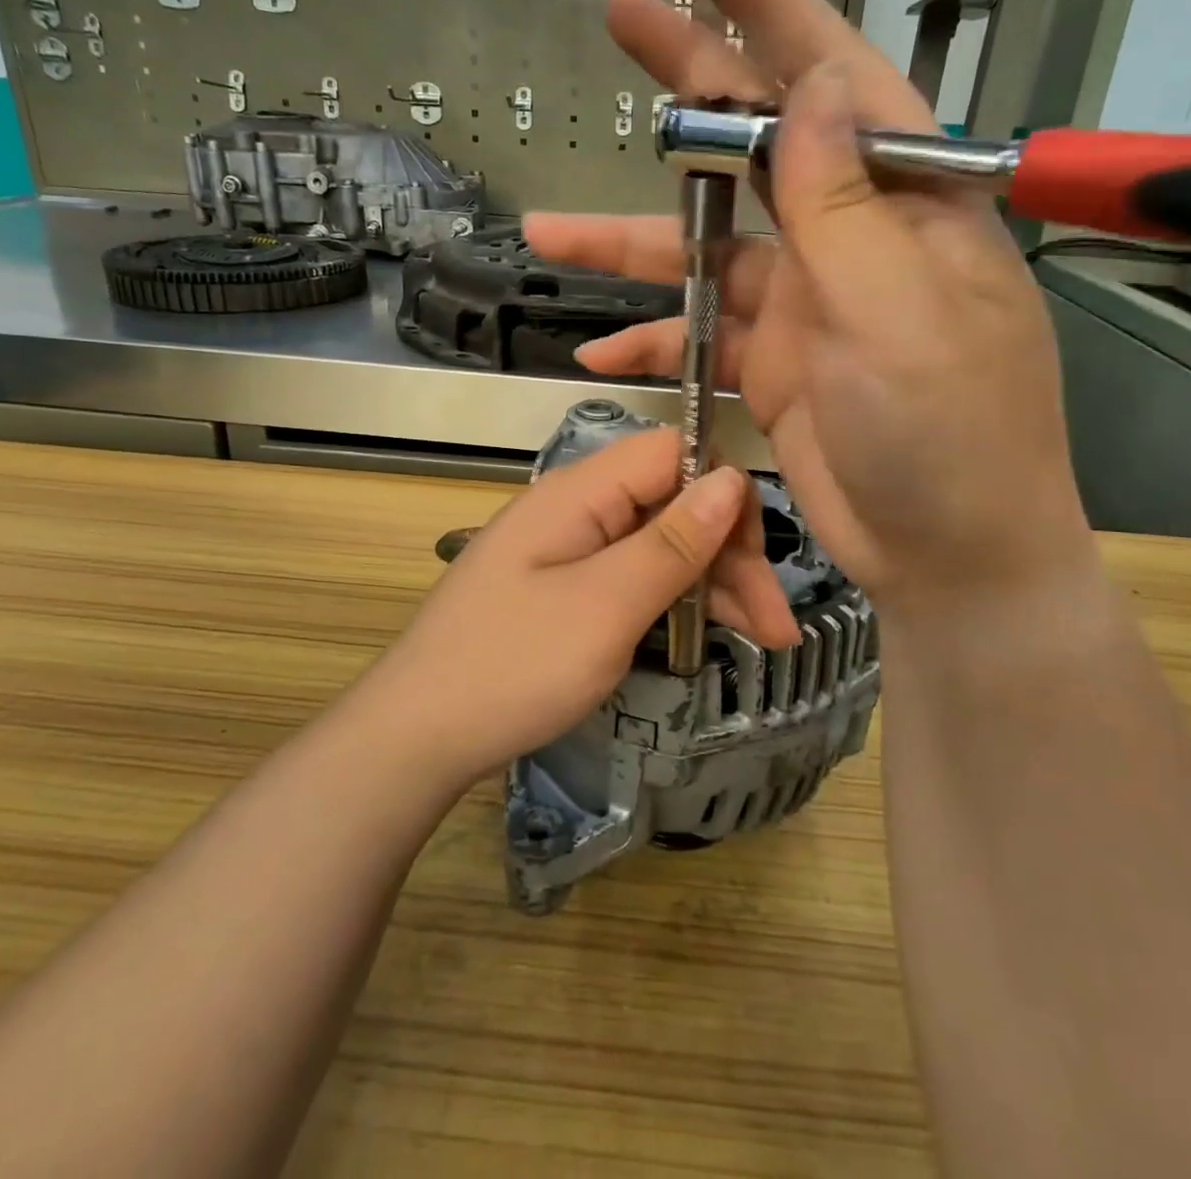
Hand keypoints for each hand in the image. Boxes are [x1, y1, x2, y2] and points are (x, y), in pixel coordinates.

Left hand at [351, 428, 798, 791]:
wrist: (415, 737)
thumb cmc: (511, 667)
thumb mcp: (605, 606)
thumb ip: (672, 542)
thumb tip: (733, 476)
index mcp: (579, 493)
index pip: (672, 453)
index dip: (724, 494)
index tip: (756, 559)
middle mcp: (574, 510)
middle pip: (671, 504)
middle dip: (729, 555)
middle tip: (775, 627)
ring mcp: (567, 553)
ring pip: (657, 546)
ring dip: (711, 586)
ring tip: (762, 642)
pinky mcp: (562, 592)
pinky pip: (631, 579)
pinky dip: (672, 604)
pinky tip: (703, 639)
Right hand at [525, 0, 1094, 606]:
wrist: (950, 558)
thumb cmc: (950, 436)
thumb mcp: (900, 314)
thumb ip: (846, 207)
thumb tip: (810, 87)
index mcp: (906, 207)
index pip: (837, 79)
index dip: (772, 7)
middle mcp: (855, 243)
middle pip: (758, 149)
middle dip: (688, 90)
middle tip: (617, 26)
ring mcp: (810, 309)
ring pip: (707, 256)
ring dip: (629, 248)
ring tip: (547, 234)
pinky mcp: (779, 370)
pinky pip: (703, 340)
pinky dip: (655, 343)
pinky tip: (602, 352)